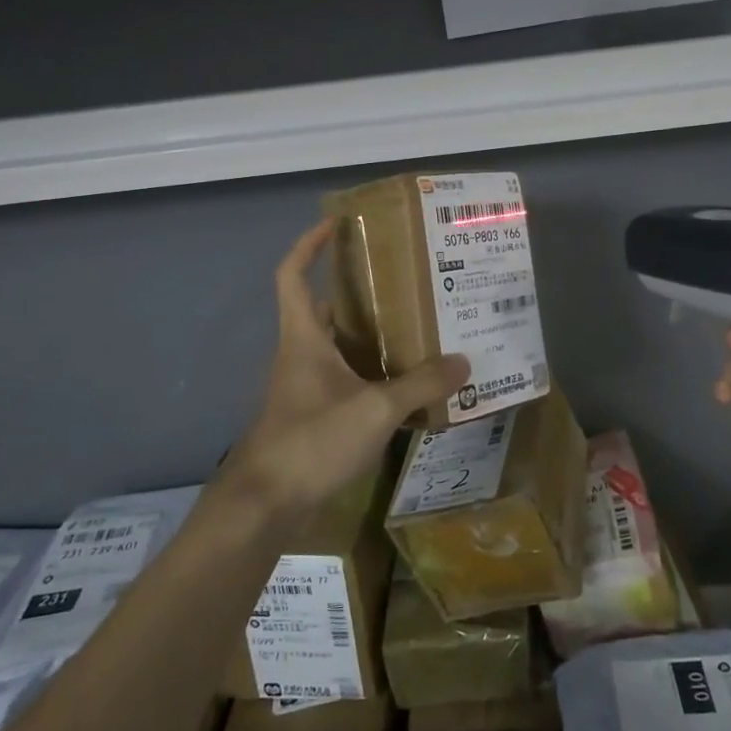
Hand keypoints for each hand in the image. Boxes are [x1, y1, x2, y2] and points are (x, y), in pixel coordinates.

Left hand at [220, 221, 468, 517]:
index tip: (336, 225)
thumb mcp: (375, 409)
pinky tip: (406, 386)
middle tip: (403, 284)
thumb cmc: (312, 440)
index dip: (309, 245)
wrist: (266, 505)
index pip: (292, 275)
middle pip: (325, 310)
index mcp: (304, 337)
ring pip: (339, 348)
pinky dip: (372, 376)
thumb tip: (464, 362)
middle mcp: (301, 355)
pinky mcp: (314, 417)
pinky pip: (346, 381)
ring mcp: (305, 388)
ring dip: (369, 337)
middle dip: (358, 293)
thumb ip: (421, 384)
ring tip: (417, 328)